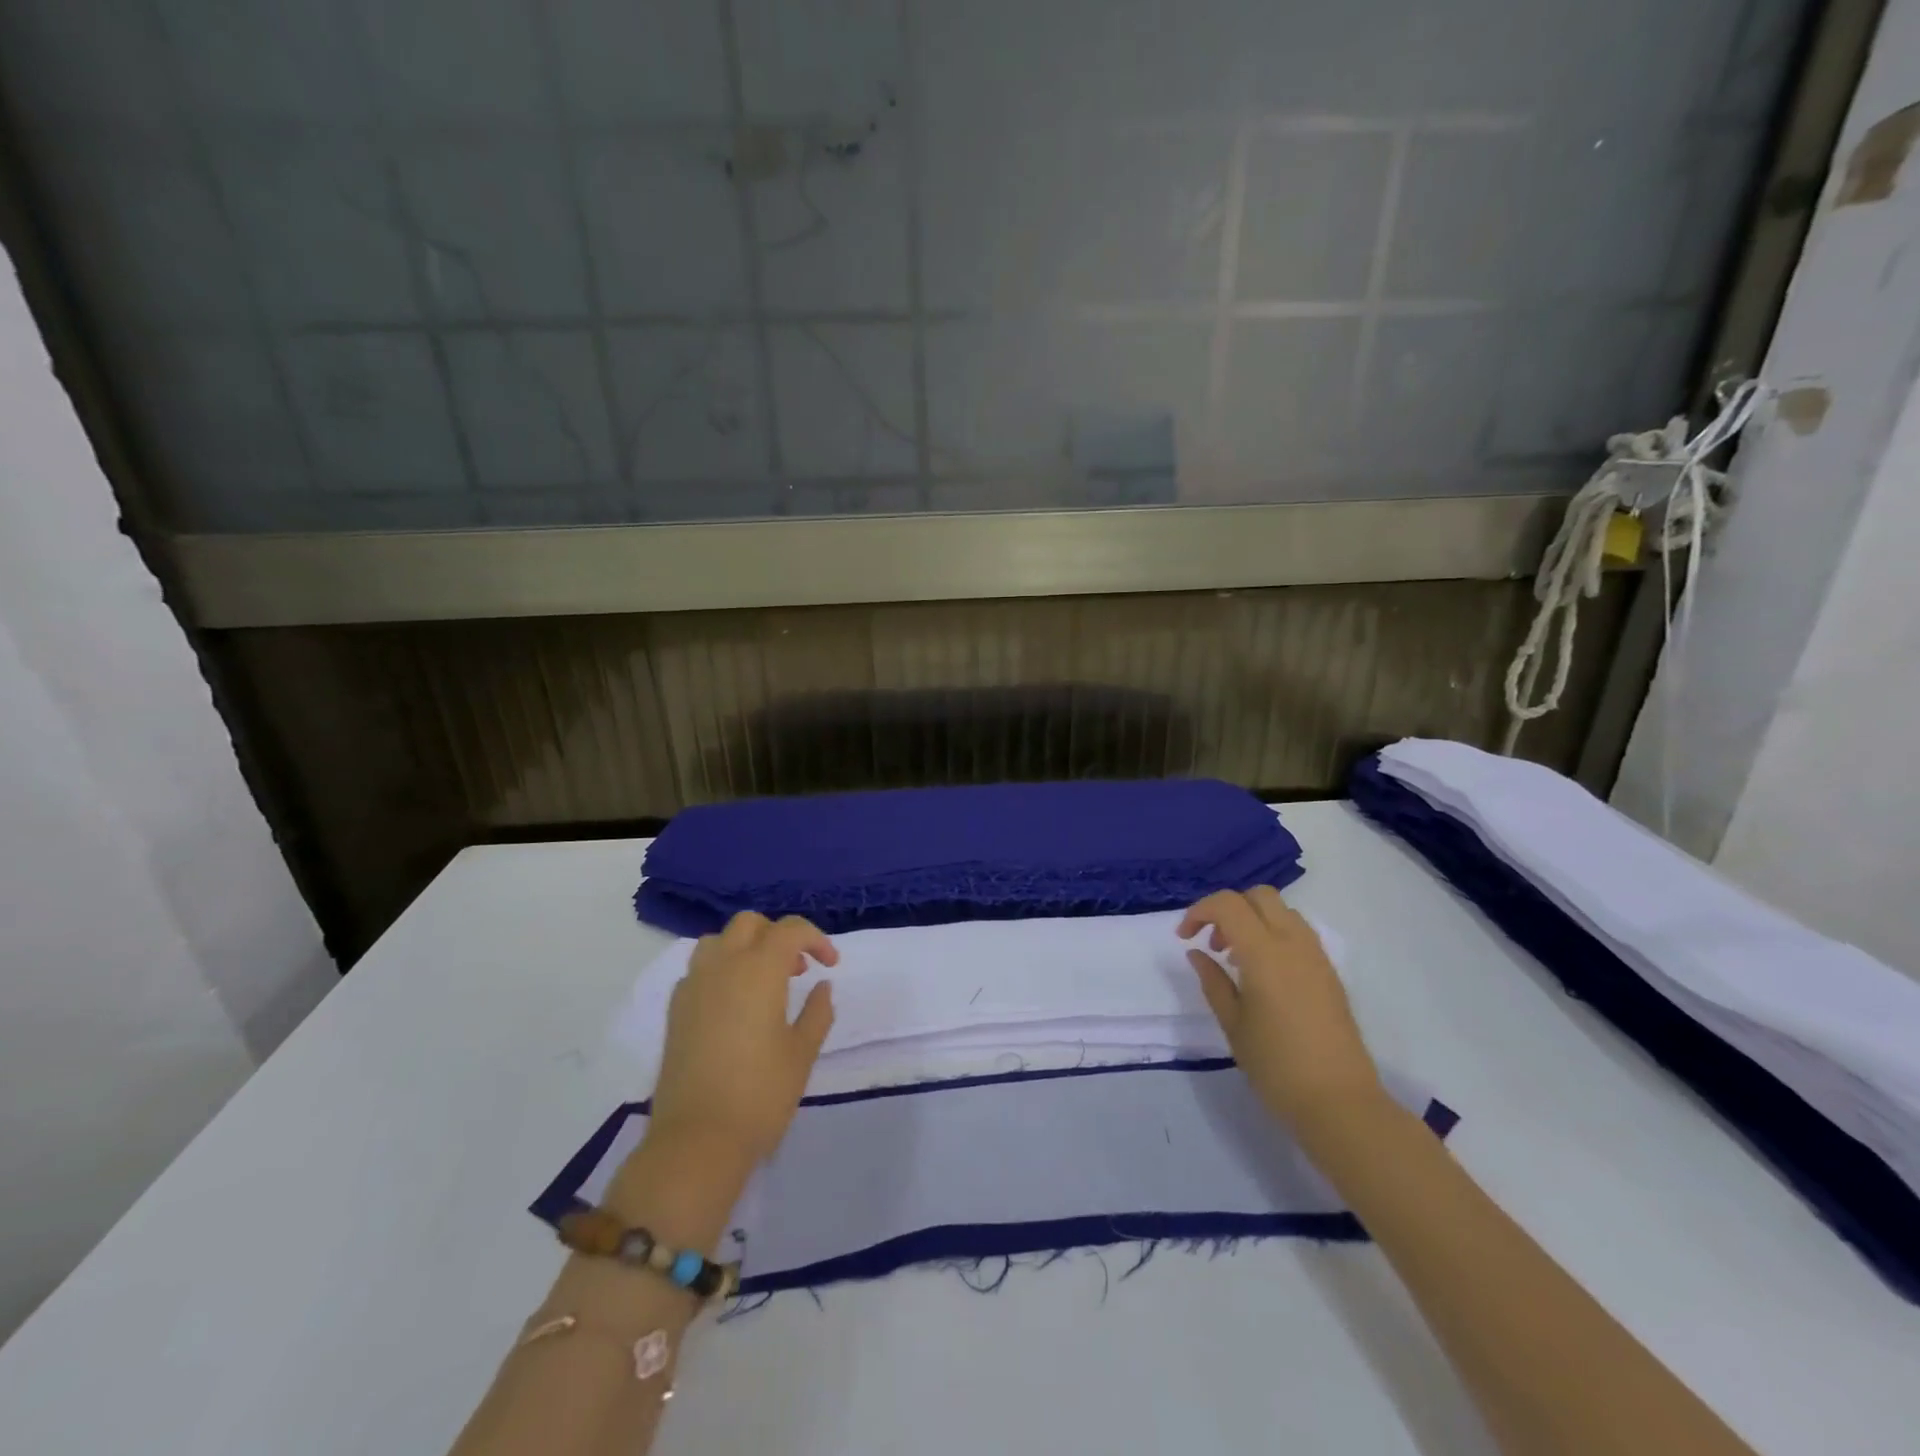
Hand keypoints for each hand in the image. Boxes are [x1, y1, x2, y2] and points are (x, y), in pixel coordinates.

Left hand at [647, 912, 838, 1167]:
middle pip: (749, 924)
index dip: (815, 939)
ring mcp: (693, 986)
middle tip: (798, 969)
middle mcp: (722, 966)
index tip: (831, 965)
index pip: (789, 930)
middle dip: (778, 935)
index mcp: (758, 970)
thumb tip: (823, 986)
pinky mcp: (675, 1010)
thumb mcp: (802, 1053)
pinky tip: (735, 1004)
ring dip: (745, 947)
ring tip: (764, 981)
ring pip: (719, 941)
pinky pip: (700, 969)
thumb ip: (817, 1012)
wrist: (696, 1141)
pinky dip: (722, 970)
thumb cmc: (760, 1095)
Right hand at [1180, 887, 1384, 1133]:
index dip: (1199, 911)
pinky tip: (1263, 973)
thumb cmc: (1276, 1065)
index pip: (1228, 904)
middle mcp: (1293, 943)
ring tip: (1237, 959)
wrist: (1339, 1102)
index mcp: (1264, 953)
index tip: (1184, 937)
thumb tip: (1197, 953)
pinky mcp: (1329, 972)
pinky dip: (1274, 935)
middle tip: (1213, 943)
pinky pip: (1298, 932)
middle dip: (1228, 908)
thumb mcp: (1232, 1024)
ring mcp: (1316, 956)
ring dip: (1253, 919)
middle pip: (1259, 896)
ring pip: (1282, 911)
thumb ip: (1213, 981)